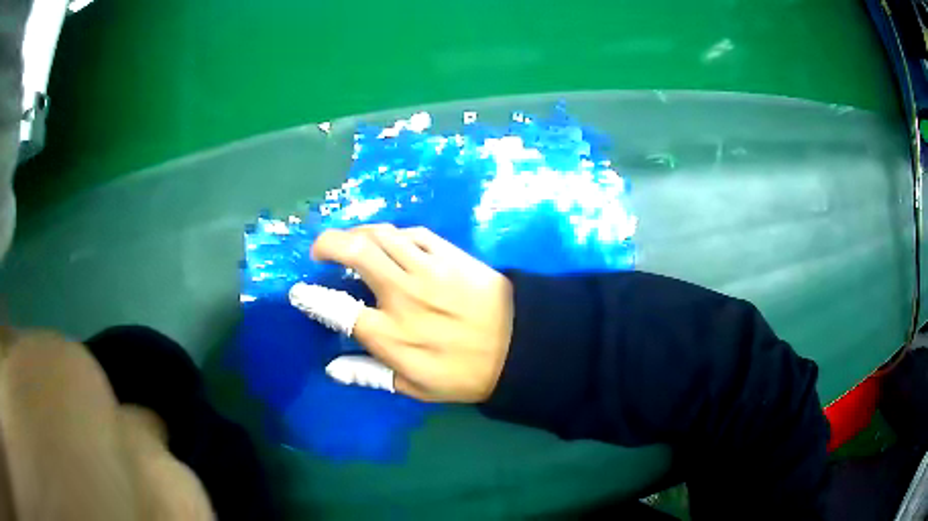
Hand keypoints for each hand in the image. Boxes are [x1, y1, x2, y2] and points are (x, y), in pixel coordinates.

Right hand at [307, 224, 513, 402]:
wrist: (520, 346)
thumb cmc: (466, 374)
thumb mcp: (416, 387)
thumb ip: (370, 374)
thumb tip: (332, 367)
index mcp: (390, 333)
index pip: (336, 307)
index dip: (311, 296)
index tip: (299, 290)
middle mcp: (401, 294)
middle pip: (354, 251)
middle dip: (328, 243)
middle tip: (320, 250)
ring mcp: (426, 269)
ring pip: (381, 234)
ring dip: (358, 234)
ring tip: (352, 244)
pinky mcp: (449, 254)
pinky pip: (413, 233)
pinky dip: (395, 235)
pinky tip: (392, 244)